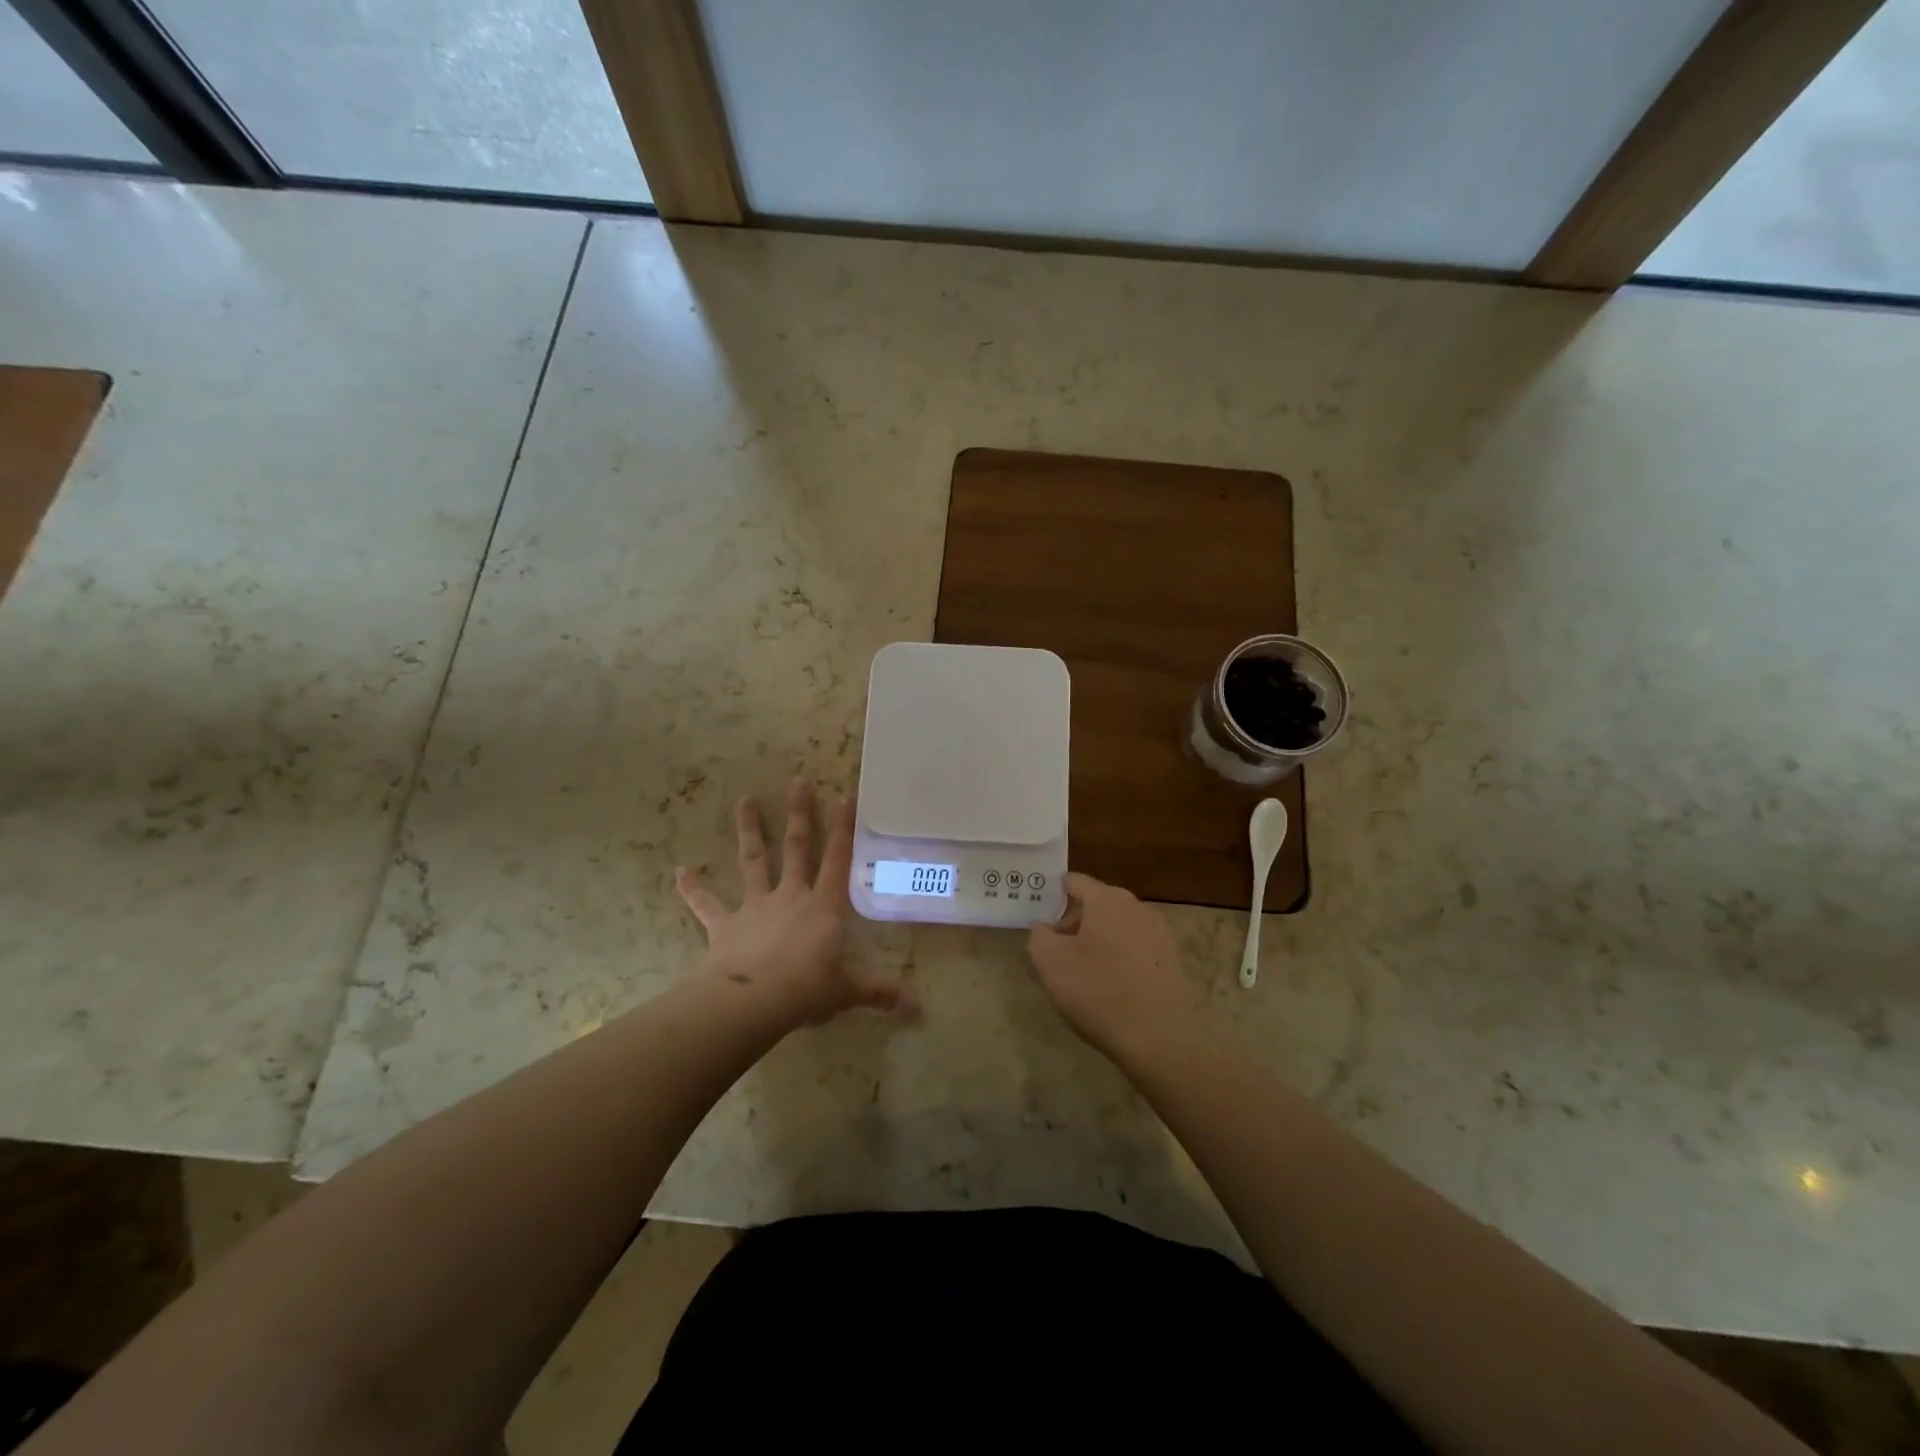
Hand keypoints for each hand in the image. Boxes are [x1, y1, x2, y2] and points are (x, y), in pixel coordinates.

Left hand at [675, 779, 913, 1028]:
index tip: (844, 796)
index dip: (843, 828)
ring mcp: (755, 907)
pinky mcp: (725, 925)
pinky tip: (680, 872)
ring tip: (744, 800)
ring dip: (749, 830)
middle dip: (799, 814)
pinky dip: (693, 889)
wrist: (752, 1002)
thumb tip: (918, 1008)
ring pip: (752, 861)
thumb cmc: (806, 990)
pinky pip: (706, 905)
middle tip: (798, 781)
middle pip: (797, 848)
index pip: (838, 859)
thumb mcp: (846, 991)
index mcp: (823, 907)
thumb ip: (879, 993)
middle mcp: (790, 896)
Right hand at [1027, 873, 1196, 1064]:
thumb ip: (1038, 935)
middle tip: (1055, 952)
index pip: (1073, 882)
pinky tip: (1110, 987)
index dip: (1052, 895)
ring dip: (1097, 941)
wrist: (1158, 1038)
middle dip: (1073, 922)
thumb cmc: (1097, 991)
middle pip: (1096, 904)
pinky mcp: (1171, 960)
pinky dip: (1119, 958)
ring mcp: (1159, 933)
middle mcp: (1136, 906)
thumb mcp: (1049, 962)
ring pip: (1116, 926)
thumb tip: (1044, 927)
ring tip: (1082, 973)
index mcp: (1106, 899)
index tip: (1038, 917)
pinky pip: (1135, 948)